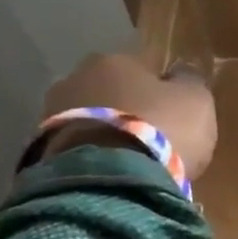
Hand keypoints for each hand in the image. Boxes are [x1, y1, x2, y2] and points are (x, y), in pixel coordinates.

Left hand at [39, 54, 218, 179]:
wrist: (111, 178)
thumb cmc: (162, 130)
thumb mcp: (196, 102)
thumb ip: (190, 82)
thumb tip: (182, 72)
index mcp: (115, 60)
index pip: (142, 68)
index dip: (160, 90)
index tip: (173, 113)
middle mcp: (77, 77)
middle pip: (110, 91)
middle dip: (127, 109)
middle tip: (150, 137)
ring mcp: (52, 114)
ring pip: (90, 118)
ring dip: (106, 133)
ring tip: (130, 160)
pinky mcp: (41, 149)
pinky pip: (76, 147)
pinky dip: (93, 156)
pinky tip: (111, 173)